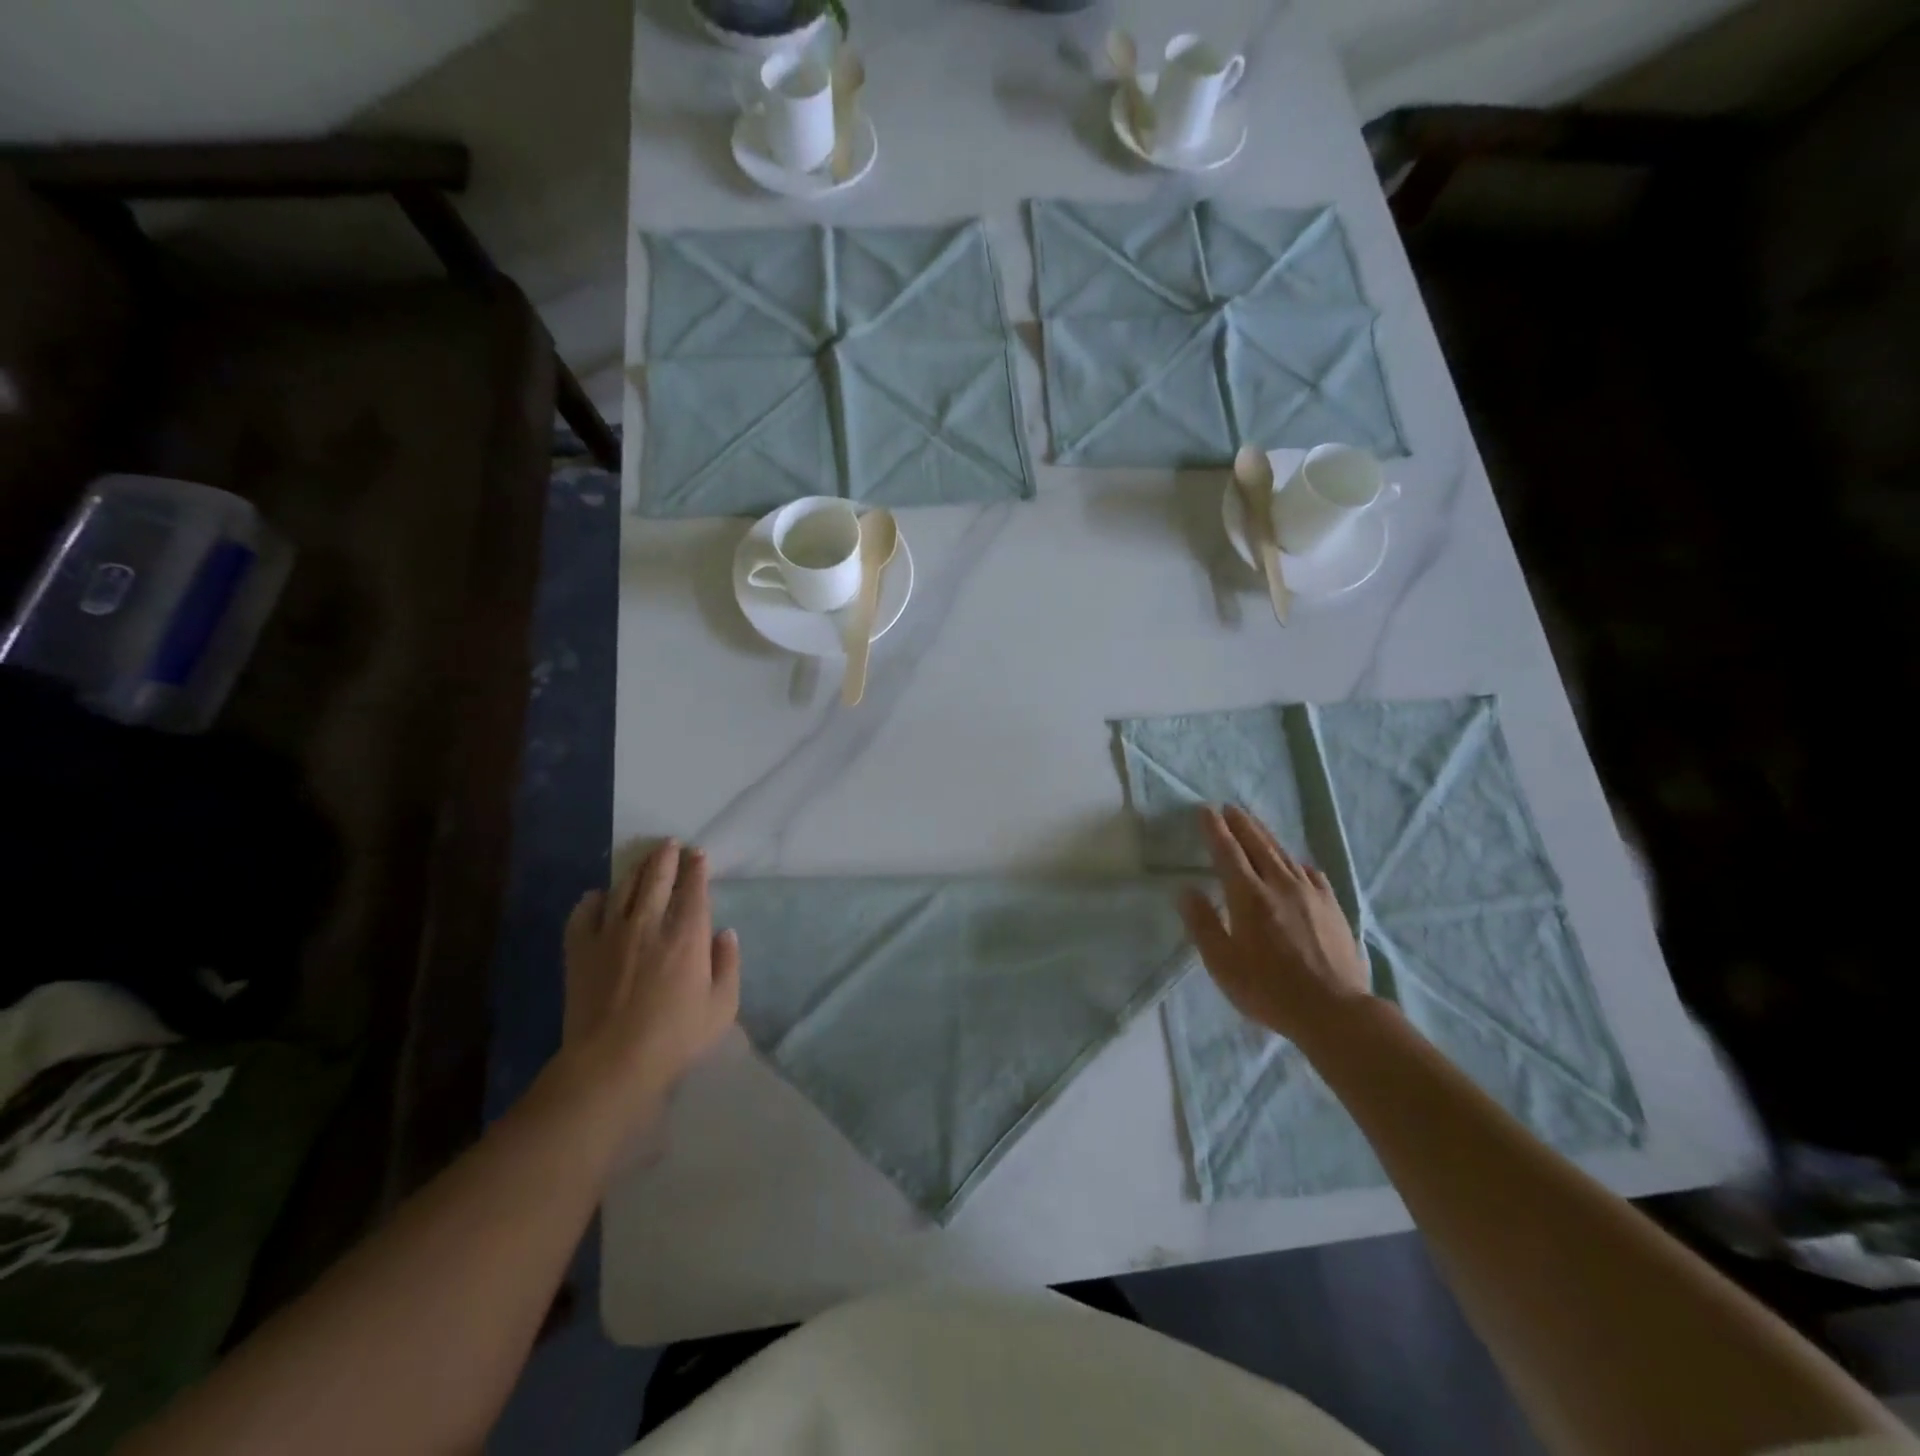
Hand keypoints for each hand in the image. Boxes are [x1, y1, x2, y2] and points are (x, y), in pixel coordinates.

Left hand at [558, 840, 740, 1126]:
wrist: (610, 1064)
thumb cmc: (675, 1038)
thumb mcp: (722, 1007)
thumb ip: (728, 965)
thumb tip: (724, 933)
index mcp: (687, 935)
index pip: (694, 889)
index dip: (697, 868)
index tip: (698, 854)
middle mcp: (649, 923)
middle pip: (657, 878)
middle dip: (666, 857)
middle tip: (670, 844)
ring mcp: (610, 934)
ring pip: (623, 888)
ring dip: (636, 869)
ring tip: (644, 860)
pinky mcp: (580, 950)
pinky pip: (583, 913)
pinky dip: (593, 899)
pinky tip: (599, 897)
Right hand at [1178, 806, 1371, 1040]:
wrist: (1335, 1011)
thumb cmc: (1269, 989)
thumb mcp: (1222, 963)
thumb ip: (1203, 924)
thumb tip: (1186, 890)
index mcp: (1249, 896)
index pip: (1227, 852)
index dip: (1215, 830)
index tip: (1205, 811)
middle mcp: (1280, 885)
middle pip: (1258, 844)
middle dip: (1241, 824)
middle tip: (1229, 807)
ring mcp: (1310, 894)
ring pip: (1284, 854)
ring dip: (1265, 835)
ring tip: (1254, 824)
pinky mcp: (1332, 907)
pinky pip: (1309, 873)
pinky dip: (1295, 861)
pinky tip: (1295, 864)